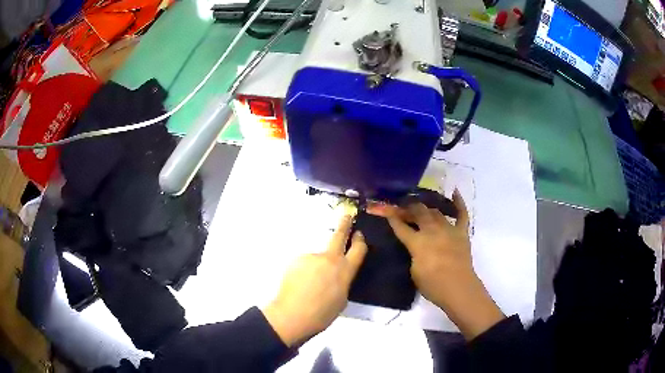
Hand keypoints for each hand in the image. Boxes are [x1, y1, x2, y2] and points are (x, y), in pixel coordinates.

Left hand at [262, 215, 367, 346]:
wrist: (293, 314)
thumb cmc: (322, 313)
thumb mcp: (342, 299)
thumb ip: (343, 281)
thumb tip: (339, 275)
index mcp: (345, 271)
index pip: (358, 249)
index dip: (360, 240)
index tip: (359, 234)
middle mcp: (330, 259)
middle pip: (339, 236)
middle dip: (344, 225)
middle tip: (347, 216)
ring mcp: (312, 257)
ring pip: (318, 257)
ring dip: (317, 266)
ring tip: (309, 284)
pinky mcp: (298, 259)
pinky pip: (305, 263)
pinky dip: (304, 271)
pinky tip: (299, 284)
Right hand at [369, 190, 503, 339]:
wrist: (458, 288)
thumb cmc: (433, 285)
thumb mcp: (413, 271)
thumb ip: (413, 254)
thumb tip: (415, 246)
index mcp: (417, 242)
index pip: (401, 227)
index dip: (392, 218)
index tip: (385, 210)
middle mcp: (432, 231)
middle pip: (418, 213)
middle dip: (409, 208)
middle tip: (403, 207)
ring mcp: (448, 230)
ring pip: (436, 212)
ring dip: (427, 208)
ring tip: (420, 206)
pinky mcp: (461, 233)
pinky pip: (462, 214)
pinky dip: (459, 203)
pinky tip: (455, 192)